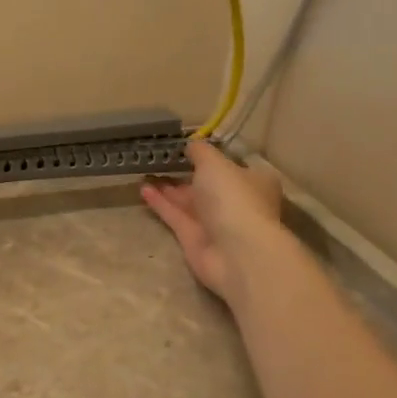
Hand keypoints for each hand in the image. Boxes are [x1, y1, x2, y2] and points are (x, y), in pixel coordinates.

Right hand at [140, 141, 284, 301]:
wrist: (236, 252)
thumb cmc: (233, 198)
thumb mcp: (215, 163)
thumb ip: (200, 152)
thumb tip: (191, 145)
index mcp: (253, 181)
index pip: (232, 166)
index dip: (213, 157)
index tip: (189, 148)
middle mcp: (236, 201)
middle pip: (208, 184)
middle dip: (186, 173)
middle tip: (161, 160)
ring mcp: (215, 222)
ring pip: (189, 201)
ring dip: (169, 188)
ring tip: (145, 172)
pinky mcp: (195, 239)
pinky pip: (176, 216)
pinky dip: (161, 204)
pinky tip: (143, 189)